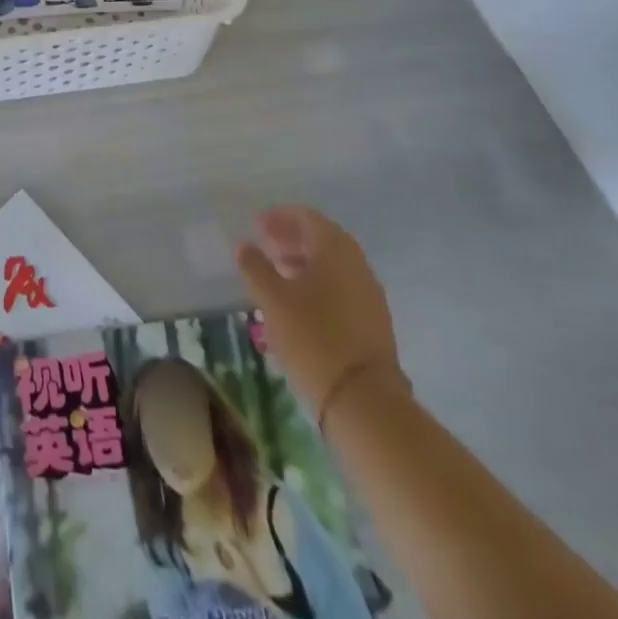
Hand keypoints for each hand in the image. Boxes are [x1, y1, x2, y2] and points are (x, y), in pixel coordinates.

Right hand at [236, 206, 405, 424]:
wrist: (365, 401)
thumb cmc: (313, 339)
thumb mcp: (273, 300)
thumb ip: (255, 267)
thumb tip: (244, 245)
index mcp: (334, 249)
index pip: (307, 217)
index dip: (280, 217)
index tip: (257, 226)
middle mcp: (356, 263)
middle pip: (322, 238)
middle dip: (292, 238)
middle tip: (266, 246)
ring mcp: (369, 292)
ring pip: (333, 264)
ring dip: (305, 261)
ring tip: (278, 275)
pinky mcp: (373, 320)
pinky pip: (341, 286)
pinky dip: (319, 283)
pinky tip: (300, 303)